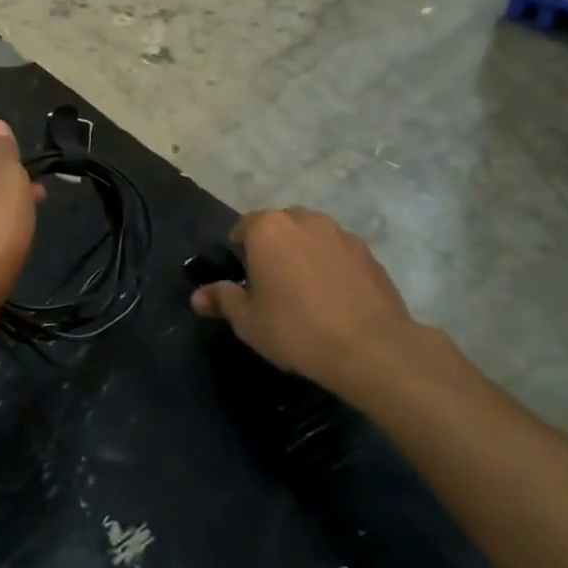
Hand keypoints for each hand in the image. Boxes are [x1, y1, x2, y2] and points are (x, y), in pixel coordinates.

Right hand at [191, 208, 456, 399]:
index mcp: (268, 228)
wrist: (371, 348)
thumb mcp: (248, 322)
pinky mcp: (368, 252)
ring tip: (305, 292)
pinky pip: (338, 253)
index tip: (243, 281)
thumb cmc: (296, 329)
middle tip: (272, 286)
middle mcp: (304, 219)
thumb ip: (222, 300)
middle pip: (279, 227)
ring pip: (311, 237)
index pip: (243, 228)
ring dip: (303, 255)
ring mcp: (340, 233)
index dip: (239, 253)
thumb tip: (197, 296)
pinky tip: (334, 299)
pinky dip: (331, 267)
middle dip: (273, 249)